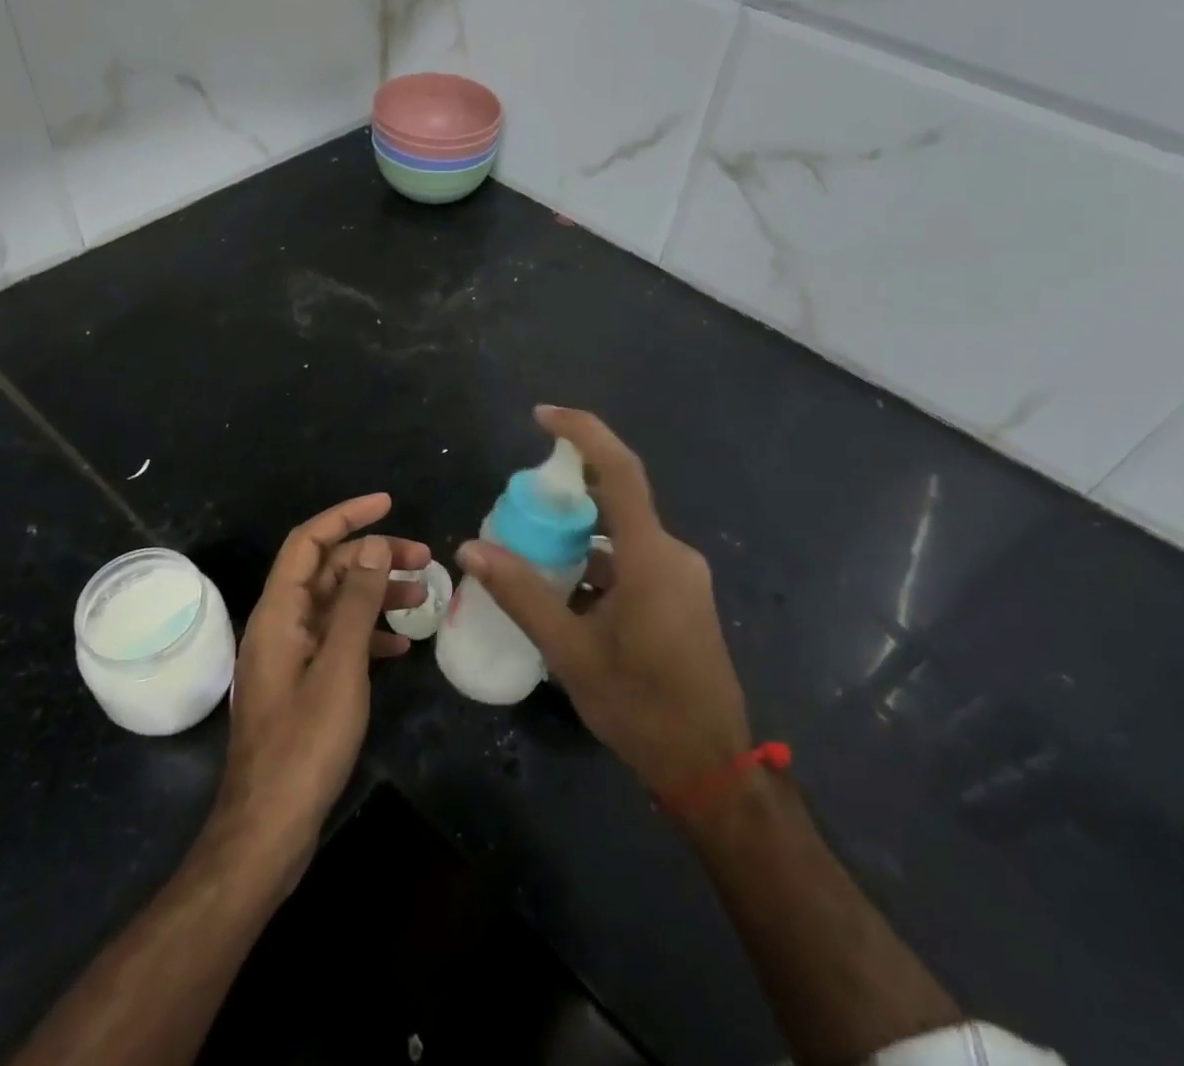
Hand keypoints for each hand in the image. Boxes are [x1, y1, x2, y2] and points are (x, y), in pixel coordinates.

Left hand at [215, 494, 427, 875]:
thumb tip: (372, 545)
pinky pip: (337, 641)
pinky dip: (368, 634)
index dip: (346, 516)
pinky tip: (399, 647)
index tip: (388, 504)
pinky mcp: (302, 684)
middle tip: (424, 558)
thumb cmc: (305, 743)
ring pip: (336, 605)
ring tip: (423, 598)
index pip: (309, 542)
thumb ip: (356, 602)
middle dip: (374, 557)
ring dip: (376, 594)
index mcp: (279, 612)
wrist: (269, 829)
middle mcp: (280, 625)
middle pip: (327, 571)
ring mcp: (291, 656)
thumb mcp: (340, 665)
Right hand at [458, 408, 749, 793]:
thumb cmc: (641, 708)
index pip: (619, 470)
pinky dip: (597, 562)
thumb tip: (471, 548)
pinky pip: (633, 560)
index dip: (582, 433)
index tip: (541, 416)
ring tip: (531, 553)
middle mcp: (671, 553)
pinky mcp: (681, 596)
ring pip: (622, 534)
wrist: (711, 767)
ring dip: (580, 536)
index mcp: (651, 556)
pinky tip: (565, 591)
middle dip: (567, 493)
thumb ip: (522, 595)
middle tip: (519, 508)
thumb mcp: (571, 652)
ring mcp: (681, 575)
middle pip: (617, 499)